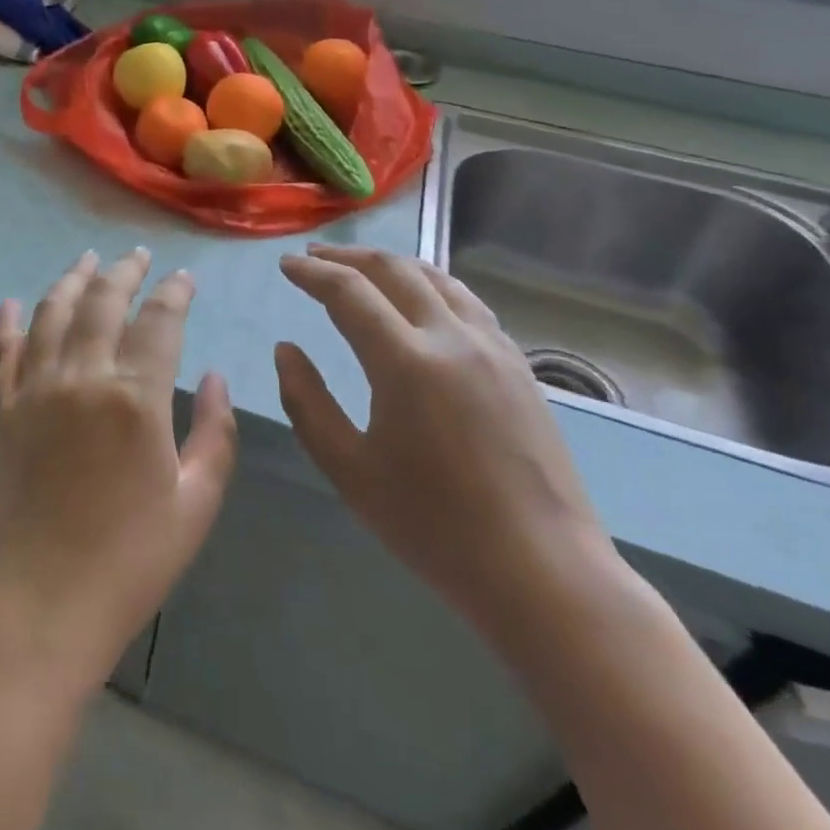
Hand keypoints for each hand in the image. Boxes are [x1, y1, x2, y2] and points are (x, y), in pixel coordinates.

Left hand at [0, 248, 238, 695]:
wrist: (41, 607)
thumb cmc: (130, 562)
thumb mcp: (196, 505)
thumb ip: (215, 433)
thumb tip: (216, 376)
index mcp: (135, 398)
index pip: (159, 321)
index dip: (175, 293)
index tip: (184, 277)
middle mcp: (81, 377)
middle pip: (102, 301)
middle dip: (124, 271)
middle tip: (137, 255)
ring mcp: (34, 389)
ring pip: (51, 313)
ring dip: (71, 280)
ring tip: (87, 259)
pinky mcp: (2, 410)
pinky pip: (2, 351)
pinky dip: (7, 321)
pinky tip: (11, 301)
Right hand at [276, 245, 615, 638]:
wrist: (543, 572)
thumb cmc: (434, 527)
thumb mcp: (349, 470)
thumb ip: (307, 402)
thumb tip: (286, 350)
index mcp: (406, 362)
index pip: (349, 292)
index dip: (312, 273)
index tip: (286, 264)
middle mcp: (452, 338)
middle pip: (394, 270)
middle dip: (347, 257)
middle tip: (314, 256)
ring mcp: (494, 347)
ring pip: (437, 278)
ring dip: (391, 264)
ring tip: (361, 268)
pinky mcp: (519, 365)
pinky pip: (467, 302)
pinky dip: (430, 285)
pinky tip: (420, 300)